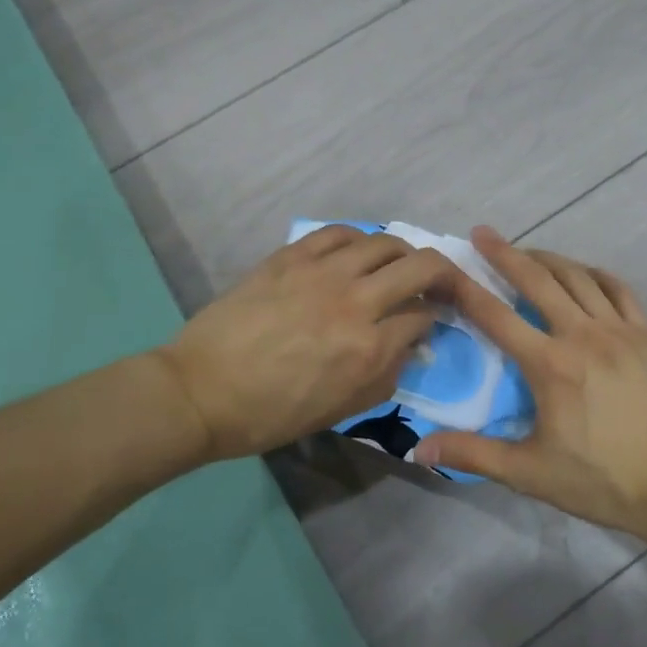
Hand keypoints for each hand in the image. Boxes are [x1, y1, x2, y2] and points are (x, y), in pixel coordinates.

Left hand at [156, 226, 456, 462]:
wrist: (203, 392)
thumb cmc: (273, 414)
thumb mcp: (342, 410)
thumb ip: (387, 375)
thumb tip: (410, 344)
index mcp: (369, 349)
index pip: (423, 317)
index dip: (434, 318)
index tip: (427, 322)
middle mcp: (356, 303)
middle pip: (421, 267)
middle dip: (443, 274)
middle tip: (438, 283)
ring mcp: (322, 273)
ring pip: (385, 242)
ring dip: (403, 252)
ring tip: (398, 264)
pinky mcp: (292, 257)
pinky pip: (339, 233)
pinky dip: (359, 239)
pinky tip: (358, 251)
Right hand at [417, 228, 646, 537]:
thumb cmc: (603, 481)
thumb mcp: (531, 473)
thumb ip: (474, 454)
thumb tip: (419, 448)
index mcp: (550, 364)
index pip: (496, 316)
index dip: (465, 288)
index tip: (445, 267)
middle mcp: (582, 335)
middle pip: (537, 280)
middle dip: (505, 253)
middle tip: (482, 233)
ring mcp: (620, 331)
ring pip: (577, 277)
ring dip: (547, 258)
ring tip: (527, 251)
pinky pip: (618, 289)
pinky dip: (595, 274)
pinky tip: (583, 273)